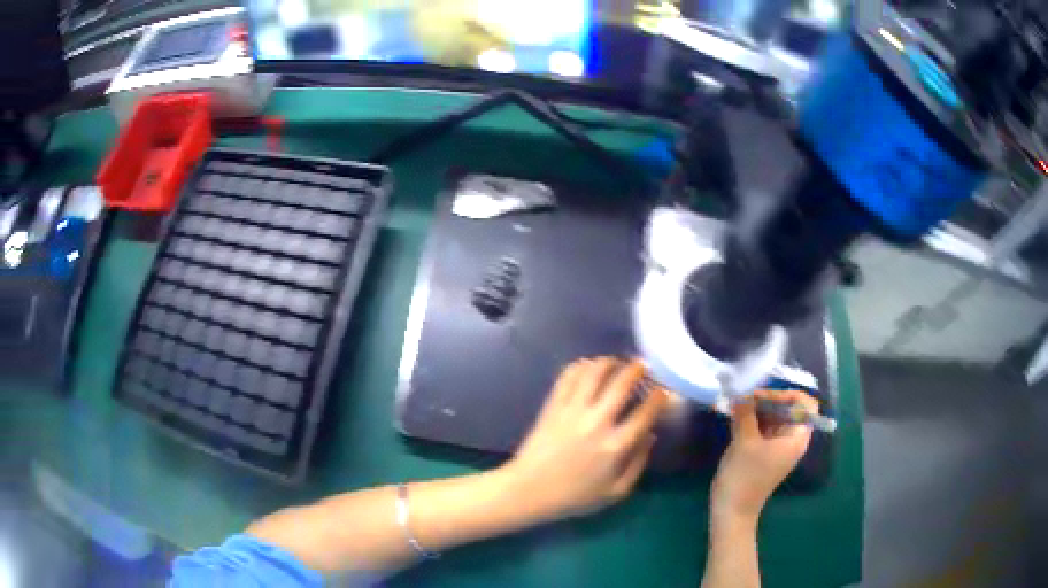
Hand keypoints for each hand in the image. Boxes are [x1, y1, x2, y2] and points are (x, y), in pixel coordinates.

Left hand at [502, 357, 668, 521]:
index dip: (659, 397)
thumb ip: (638, 463)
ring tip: (616, 362)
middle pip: (622, 383)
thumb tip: (651, 435)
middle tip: (642, 366)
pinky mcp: (553, 405)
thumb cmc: (574, 496)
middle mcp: (596, 422)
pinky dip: (581, 366)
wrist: (529, 490)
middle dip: (637, 369)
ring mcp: (572, 411)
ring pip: (594, 372)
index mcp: (616, 446)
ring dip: (609, 362)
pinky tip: (588, 367)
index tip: (663, 391)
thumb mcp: (616, 492)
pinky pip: (568, 376)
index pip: (646, 412)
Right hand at [710, 389, 816, 523]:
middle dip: (767, 399)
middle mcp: (791, 439)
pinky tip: (734, 416)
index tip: (762, 395)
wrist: (732, 510)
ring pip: (773, 417)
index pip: (804, 404)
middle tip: (744, 396)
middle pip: (787, 408)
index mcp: (796, 437)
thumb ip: (745, 412)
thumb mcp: (745, 441)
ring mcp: (777, 446)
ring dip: (756, 409)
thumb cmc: (745, 476)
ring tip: (736, 404)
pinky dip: (751, 420)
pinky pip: (762, 427)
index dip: (786, 394)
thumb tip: (740, 390)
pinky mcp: (763, 451)